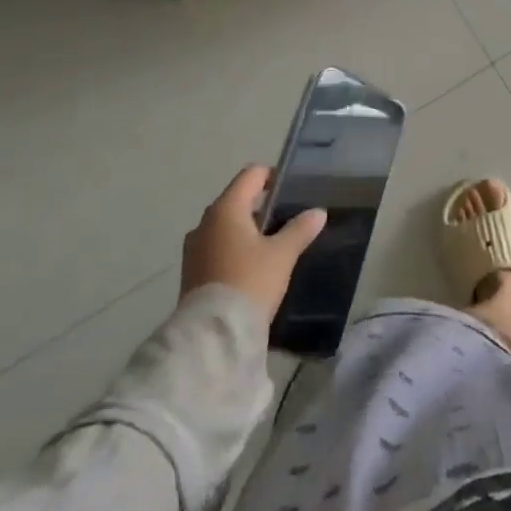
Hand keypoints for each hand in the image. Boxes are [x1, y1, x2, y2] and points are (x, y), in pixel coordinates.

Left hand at [180, 166, 326, 322]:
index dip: (273, 177)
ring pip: (226, 225)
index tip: (292, 191)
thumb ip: (300, 229)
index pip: (251, 175)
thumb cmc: (250, 281)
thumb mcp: (282, 254)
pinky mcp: (192, 270)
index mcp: (226, 209)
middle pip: (237, 199)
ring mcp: (194, 247)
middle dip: (261, 206)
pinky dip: (235, 247)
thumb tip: (318, 212)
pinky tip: (253, 266)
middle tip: (287, 220)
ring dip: (247, 229)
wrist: (214, 334)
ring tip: (272, 245)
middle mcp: (205, 222)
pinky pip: (217, 246)